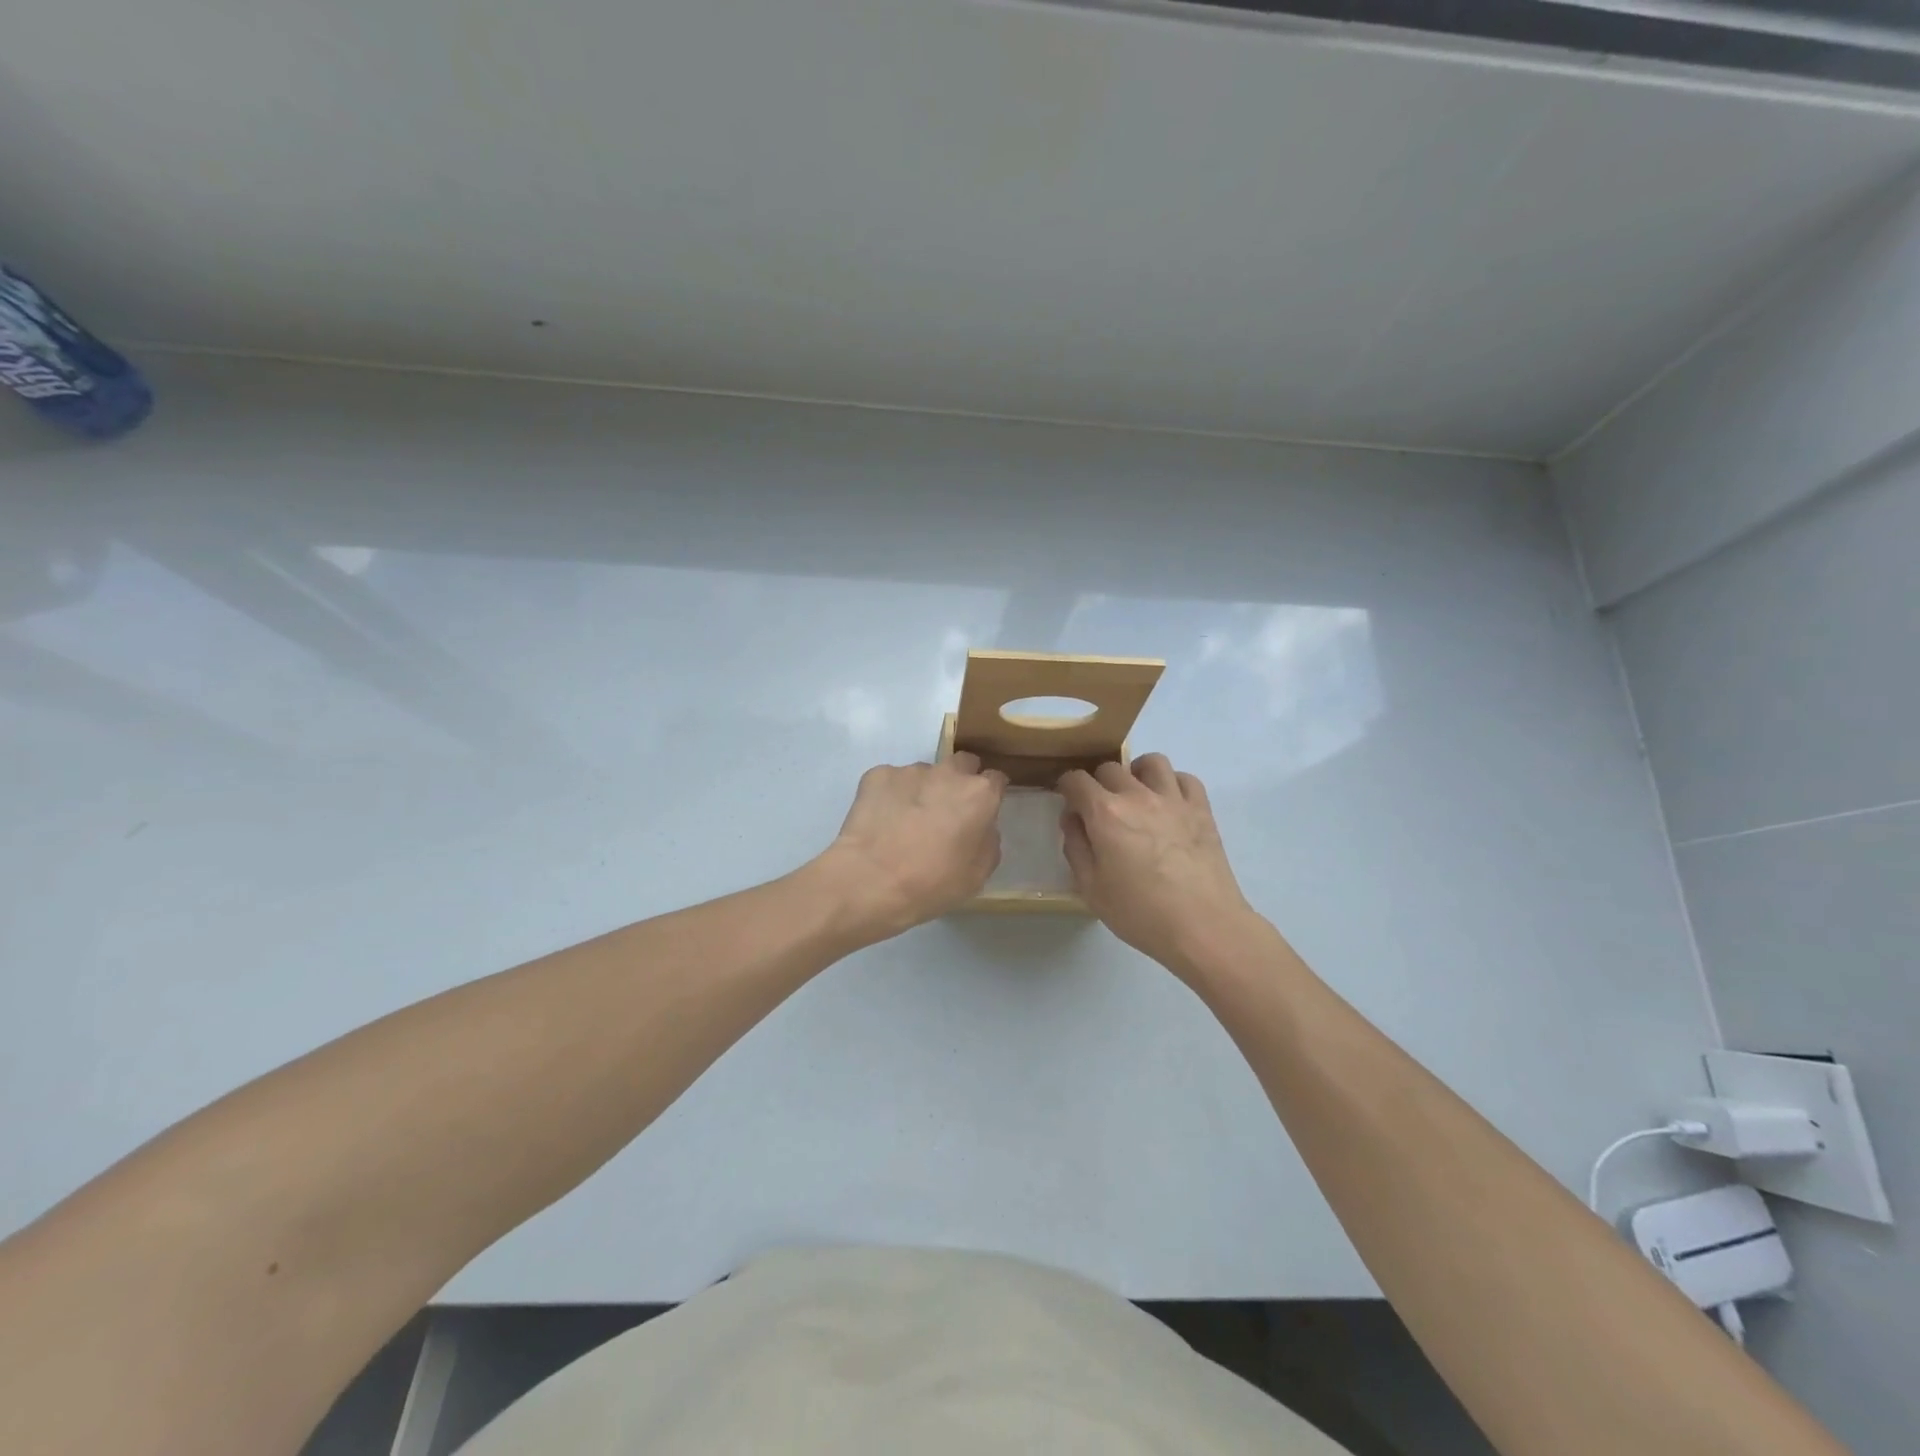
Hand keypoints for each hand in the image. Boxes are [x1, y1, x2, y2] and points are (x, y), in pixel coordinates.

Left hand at [816, 753, 1008, 941]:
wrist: (871, 880)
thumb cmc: (932, 883)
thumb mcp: (977, 874)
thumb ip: (987, 841)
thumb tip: (981, 828)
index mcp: (979, 794)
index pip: (996, 779)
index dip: (991, 794)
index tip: (983, 810)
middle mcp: (948, 772)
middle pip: (962, 764)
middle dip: (960, 781)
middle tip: (948, 811)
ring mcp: (910, 771)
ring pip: (925, 774)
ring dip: (923, 790)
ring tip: (907, 822)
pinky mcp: (877, 775)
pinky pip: (891, 781)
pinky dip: (891, 795)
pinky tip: (882, 821)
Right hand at [1058, 754, 1256, 976]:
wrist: (1203, 926)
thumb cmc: (1140, 913)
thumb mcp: (1091, 888)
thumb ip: (1076, 847)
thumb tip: (1072, 819)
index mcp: (1105, 813)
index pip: (1076, 780)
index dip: (1066, 788)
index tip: (1069, 803)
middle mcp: (1137, 795)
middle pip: (1110, 768)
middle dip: (1098, 783)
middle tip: (1100, 809)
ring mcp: (1173, 799)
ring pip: (1151, 762)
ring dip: (1137, 772)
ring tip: (1136, 795)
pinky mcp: (1202, 810)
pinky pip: (1185, 778)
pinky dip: (1172, 784)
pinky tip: (1168, 804)